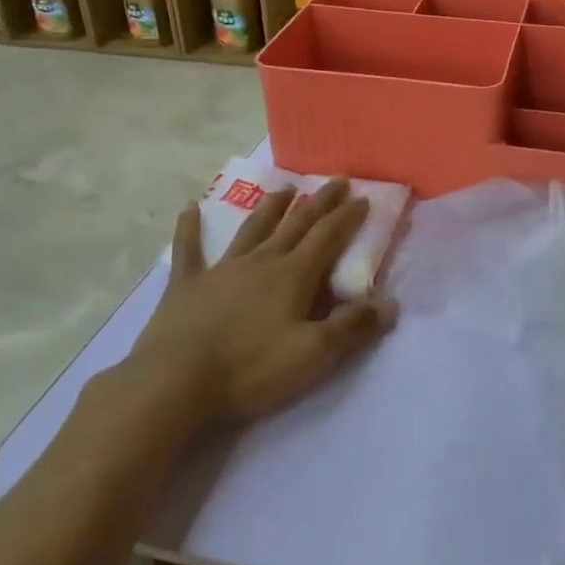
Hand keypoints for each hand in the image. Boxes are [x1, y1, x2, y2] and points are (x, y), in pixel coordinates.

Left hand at [136, 179, 398, 426]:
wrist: (173, 384)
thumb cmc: (250, 369)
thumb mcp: (312, 354)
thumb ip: (352, 327)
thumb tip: (390, 304)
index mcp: (293, 275)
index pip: (328, 236)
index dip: (347, 216)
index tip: (363, 197)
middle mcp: (261, 261)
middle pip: (296, 224)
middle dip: (320, 202)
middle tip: (336, 180)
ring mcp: (221, 269)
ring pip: (253, 228)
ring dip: (271, 207)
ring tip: (284, 188)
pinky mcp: (186, 285)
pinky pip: (189, 249)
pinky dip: (190, 227)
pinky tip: (190, 207)